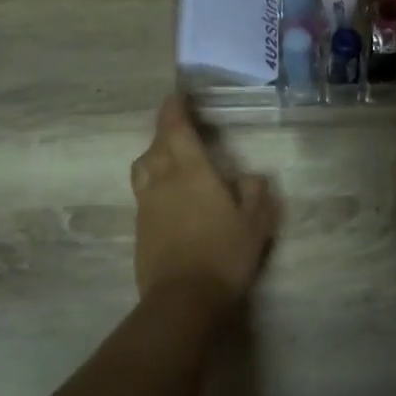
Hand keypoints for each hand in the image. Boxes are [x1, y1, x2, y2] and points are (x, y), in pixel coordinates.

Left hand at [130, 95, 277, 306]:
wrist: (183, 300)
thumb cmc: (224, 254)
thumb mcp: (256, 223)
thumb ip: (255, 194)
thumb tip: (249, 178)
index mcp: (191, 170)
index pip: (175, 128)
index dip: (175, 108)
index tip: (177, 95)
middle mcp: (163, 180)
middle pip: (156, 145)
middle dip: (166, 131)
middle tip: (182, 127)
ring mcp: (146, 205)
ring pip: (144, 168)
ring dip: (155, 156)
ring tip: (171, 160)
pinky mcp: (139, 228)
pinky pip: (144, 194)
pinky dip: (154, 185)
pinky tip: (170, 198)